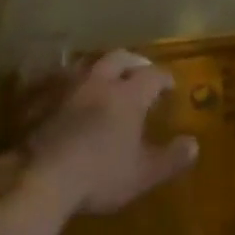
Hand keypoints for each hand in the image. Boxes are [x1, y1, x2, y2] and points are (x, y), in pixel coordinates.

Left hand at [20, 50, 198, 218]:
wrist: (41, 176)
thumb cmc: (100, 175)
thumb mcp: (142, 174)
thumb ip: (170, 159)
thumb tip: (193, 144)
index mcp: (128, 95)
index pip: (152, 75)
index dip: (164, 78)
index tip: (170, 85)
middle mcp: (99, 81)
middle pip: (119, 58)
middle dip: (133, 62)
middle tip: (140, 71)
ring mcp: (67, 86)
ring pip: (87, 63)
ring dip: (100, 67)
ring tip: (104, 78)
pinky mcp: (40, 97)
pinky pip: (57, 79)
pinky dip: (68, 82)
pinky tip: (67, 93)